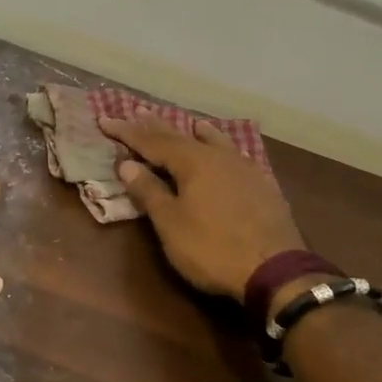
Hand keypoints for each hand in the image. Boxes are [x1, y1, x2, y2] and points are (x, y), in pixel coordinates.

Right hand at [98, 114, 304, 302]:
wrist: (277, 271)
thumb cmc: (213, 248)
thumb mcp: (171, 224)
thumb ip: (149, 191)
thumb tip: (128, 164)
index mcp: (192, 162)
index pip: (151, 141)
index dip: (127, 132)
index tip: (105, 120)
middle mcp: (218, 157)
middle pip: (181, 136)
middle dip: (155, 126)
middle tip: (137, 111)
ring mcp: (244, 169)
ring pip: (214, 142)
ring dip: (194, 133)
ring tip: (189, 123)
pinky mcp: (262, 185)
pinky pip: (234, 154)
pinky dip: (221, 147)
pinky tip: (226, 150)